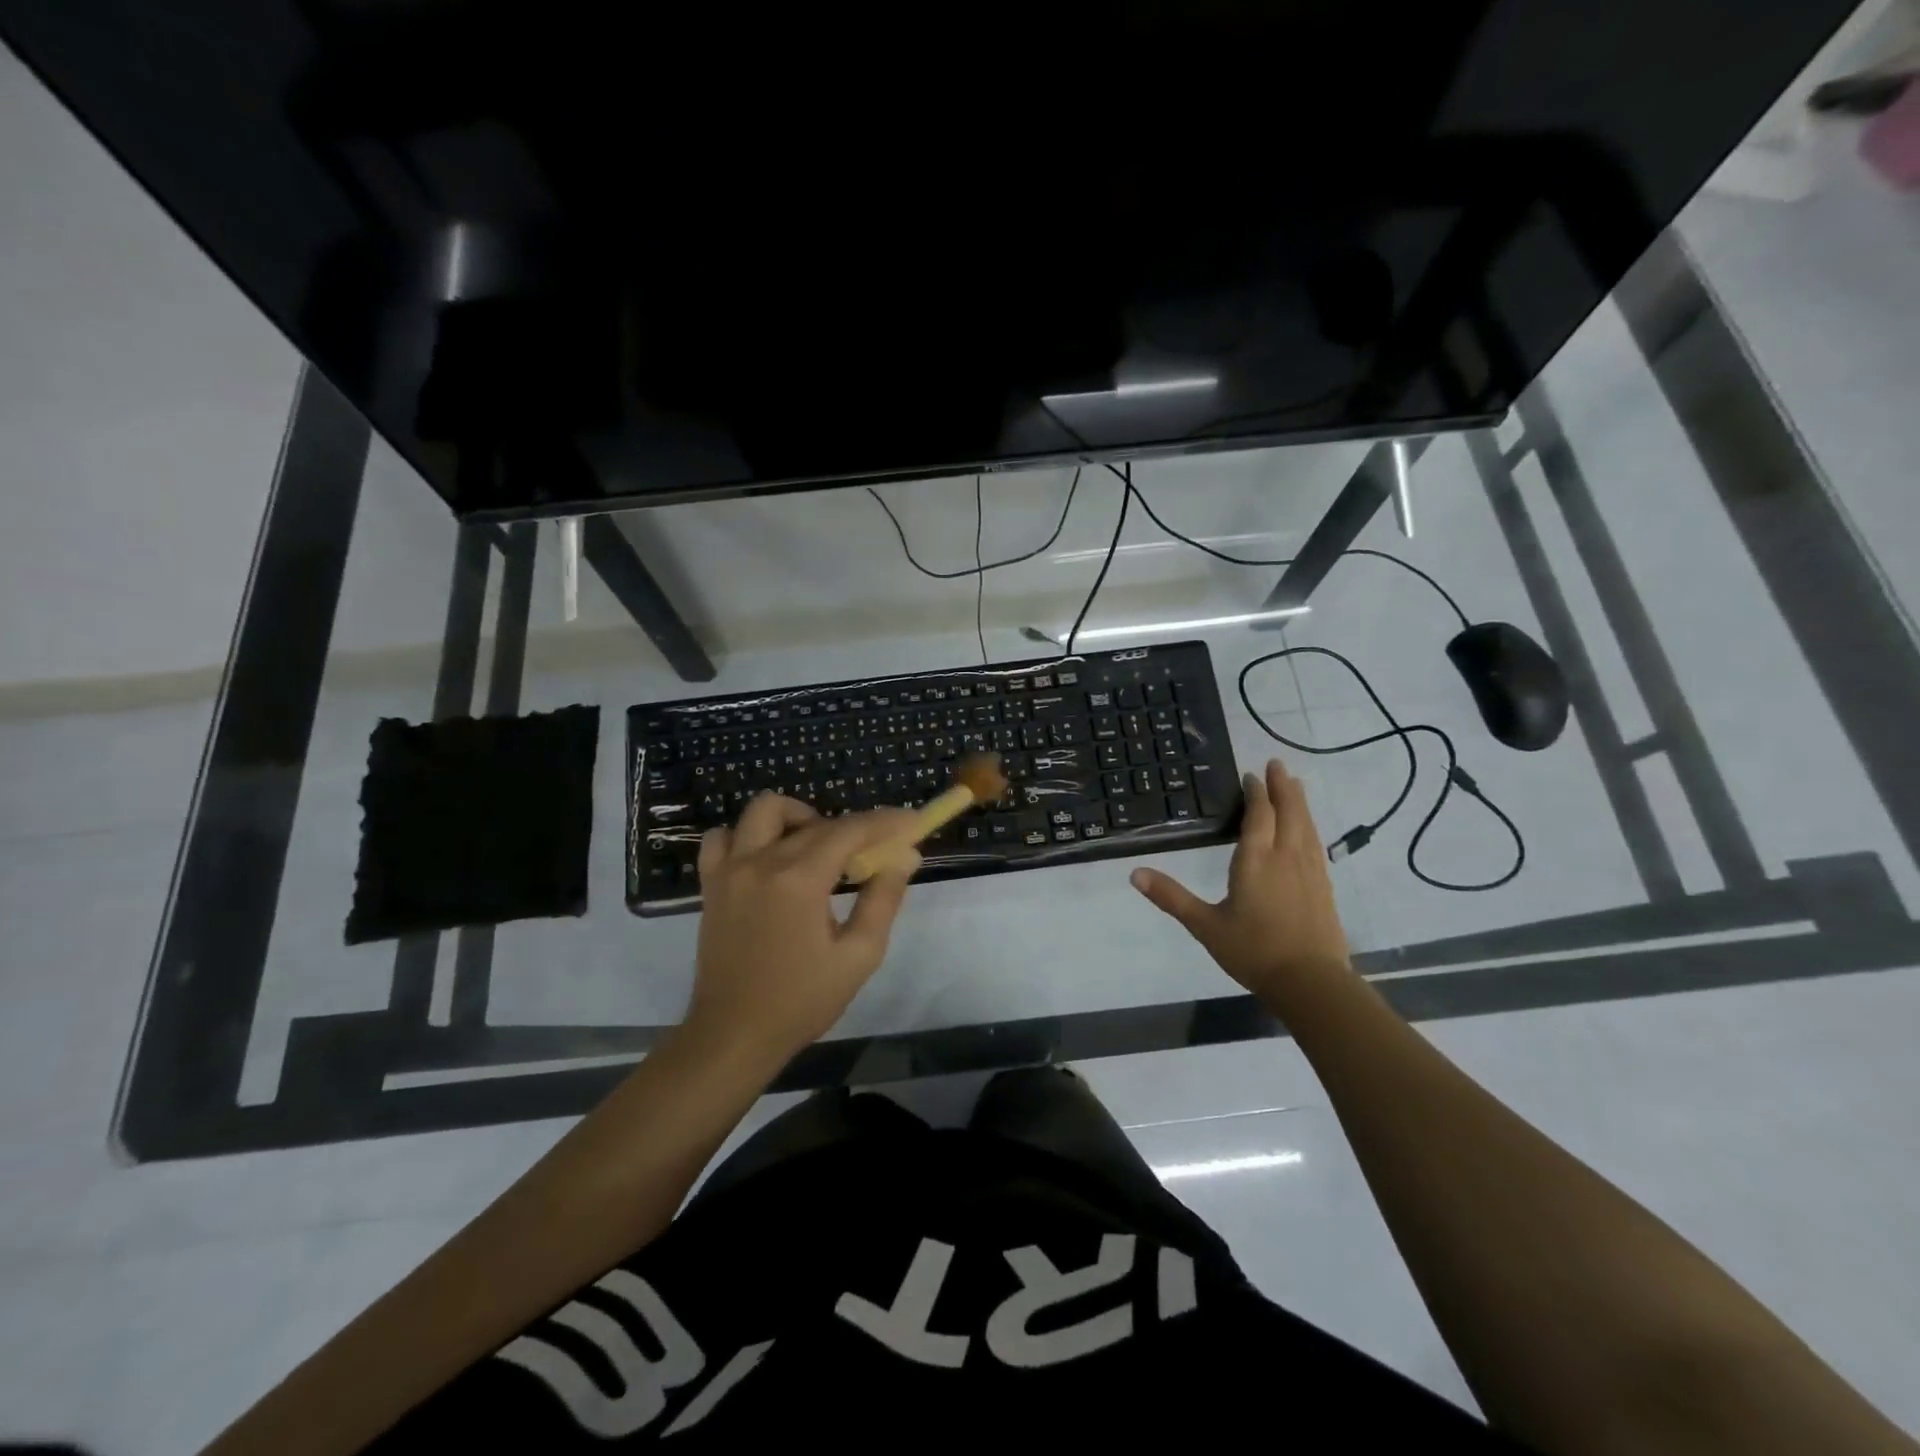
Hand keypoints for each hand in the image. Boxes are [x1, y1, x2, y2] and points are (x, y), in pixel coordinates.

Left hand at [688, 795, 921, 1063]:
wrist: (733, 1035)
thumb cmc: (801, 1001)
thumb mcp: (858, 956)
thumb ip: (883, 899)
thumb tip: (905, 856)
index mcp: (799, 880)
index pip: (850, 830)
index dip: (886, 821)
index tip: (912, 822)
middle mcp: (762, 862)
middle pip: (817, 822)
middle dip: (855, 829)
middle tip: (875, 854)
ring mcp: (730, 869)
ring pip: (765, 811)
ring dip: (799, 819)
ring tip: (818, 849)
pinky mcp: (712, 883)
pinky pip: (724, 837)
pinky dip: (748, 836)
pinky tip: (768, 858)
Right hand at [1130, 757, 1351, 1008]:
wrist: (1311, 983)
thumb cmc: (1254, 951)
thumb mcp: (1205, 925)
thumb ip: (1171, 897)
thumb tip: (1134, 873)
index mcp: (1256, 860)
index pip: (1259, 815)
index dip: (1256, 793)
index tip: (1251, 775)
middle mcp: (1286, 857)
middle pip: (1288, 812)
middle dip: (1282, 786)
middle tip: (1278, 764)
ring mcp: (1310, 871)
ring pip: (1306, 825)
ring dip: (1299, 801)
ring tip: (1295, 785)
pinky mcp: (1324, 887)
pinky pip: (1316, 844)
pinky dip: (1310, 826)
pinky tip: (1309, 830)